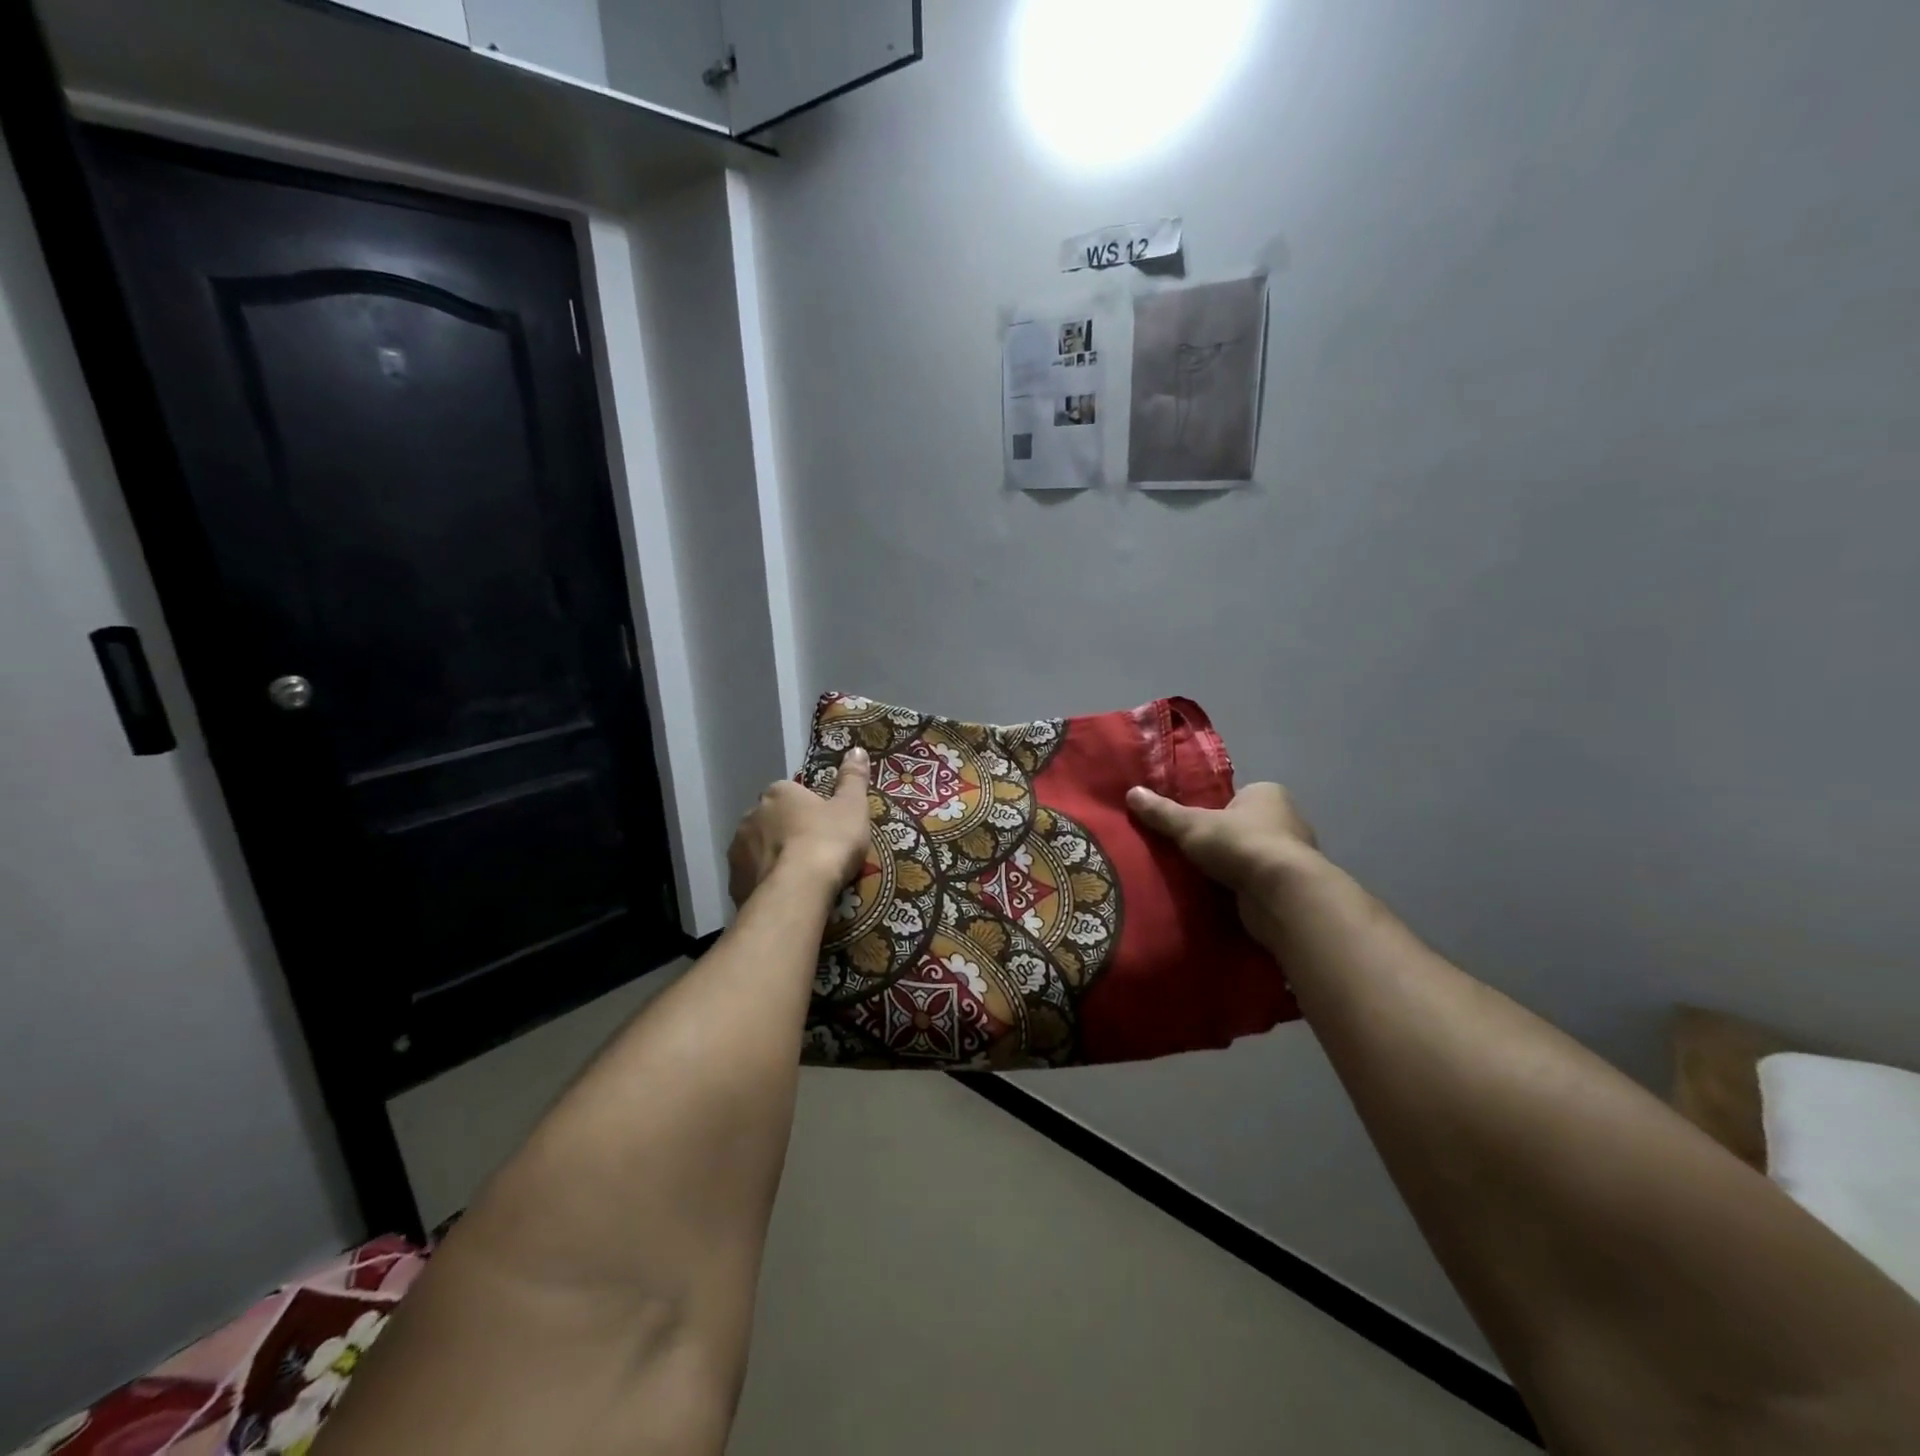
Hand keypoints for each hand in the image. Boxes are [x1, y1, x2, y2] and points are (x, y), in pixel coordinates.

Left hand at [728, 748, 872, 906]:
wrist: (797, 891)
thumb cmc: (828, 842)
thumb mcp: (852, 807)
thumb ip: (853, 779)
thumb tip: (857, 750)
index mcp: (779, 792)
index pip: (792, 793)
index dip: (809, 810)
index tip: (825, 827)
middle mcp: (751, 815)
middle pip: (772, 820)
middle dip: (787, 832)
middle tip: (814, 853)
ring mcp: (738, 849)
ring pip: (759, 848)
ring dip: (774, 857)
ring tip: (800, 877)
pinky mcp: (734, 881)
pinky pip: (752, 877)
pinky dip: (765, 882)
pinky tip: (785, 893)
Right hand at [1126, 781, 1319, 946]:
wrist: (1282, 895)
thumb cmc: (1240, 844)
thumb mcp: (1191, 825)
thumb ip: (1162, 813)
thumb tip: (1131, 793)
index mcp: (1267, 794)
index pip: (1236, 796)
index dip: (1214, 809)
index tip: (1191, 825)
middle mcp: (1287, 819)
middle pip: (1245, 826)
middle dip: (1222, 840)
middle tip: (1190, 851)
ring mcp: (1293, 856)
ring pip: (1252, 856)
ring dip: (1233, 867)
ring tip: (1200, 877)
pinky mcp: (1291, 887)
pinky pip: (1258, 883)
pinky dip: (1243, 889)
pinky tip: (1220, 898)